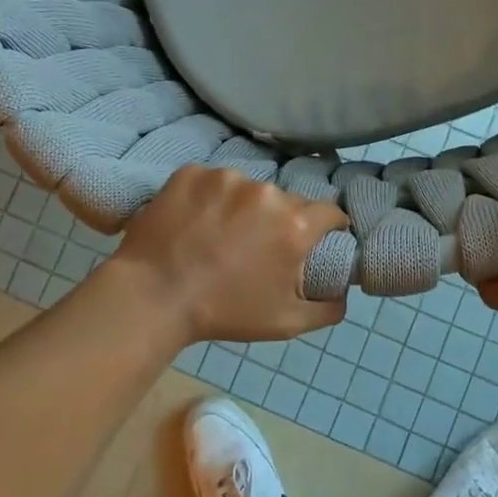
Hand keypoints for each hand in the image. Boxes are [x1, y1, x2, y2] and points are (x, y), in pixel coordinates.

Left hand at [108, 166, 348, 342]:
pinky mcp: (192, 172)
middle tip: (257, 245)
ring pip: (248, 189)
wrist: (153, 296)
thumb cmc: (224, 312)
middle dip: (280, 220)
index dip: (328, 226)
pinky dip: (208, 197)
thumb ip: (328, 308)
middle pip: (287, 201)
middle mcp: (267, 193)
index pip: (329, 213)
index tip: (317, 238)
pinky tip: (194, 221)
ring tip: (219, 234)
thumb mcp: (286, 324)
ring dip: (242, 207)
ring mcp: (227, 178)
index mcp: (294, 225)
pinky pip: (211, 181)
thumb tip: (344, 294)